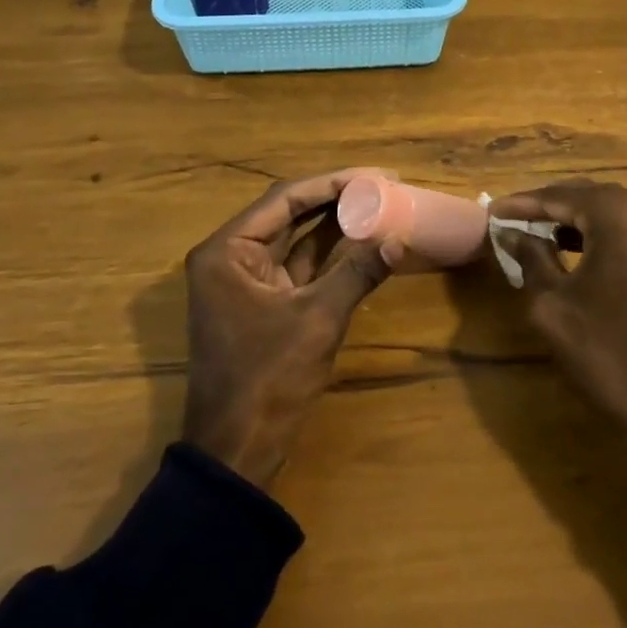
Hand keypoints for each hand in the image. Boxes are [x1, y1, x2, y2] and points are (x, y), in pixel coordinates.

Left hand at [182, 171, 395, 489]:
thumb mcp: (317, 320)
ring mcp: (245, 281)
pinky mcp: (262, 303)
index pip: (285, 198)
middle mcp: (231, 256)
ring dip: (334, 224)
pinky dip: (329, 255)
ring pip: (295, 239)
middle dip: (336, 198)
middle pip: (289, 213)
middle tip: (383, 185)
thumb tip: (399, 240)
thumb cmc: (268, 379)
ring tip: (378, 204)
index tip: (375, 175)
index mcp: (227, 250)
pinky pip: (298, 266)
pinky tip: (362, 241)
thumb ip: (357, 273)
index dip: (333, 182)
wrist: (237, 452)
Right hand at [490, 179, 626, 523]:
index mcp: (618, 213)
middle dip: (547, 209)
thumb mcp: (553, 305)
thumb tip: (511, 233)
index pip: (557, 196)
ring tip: (534, 235)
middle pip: (585, 196)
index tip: (491, 212)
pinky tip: (571, 249)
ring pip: (607, 211)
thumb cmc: (610, 354)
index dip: (521, 205)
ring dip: (571, 221)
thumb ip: (529, 258)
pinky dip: (597, 234)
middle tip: (510, 222)